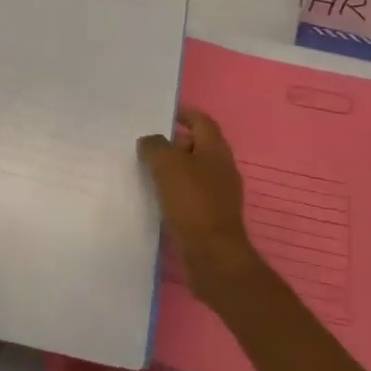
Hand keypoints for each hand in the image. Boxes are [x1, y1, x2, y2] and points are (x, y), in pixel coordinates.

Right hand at [138, 108, 259, 304]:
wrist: (214, 256)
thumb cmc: (192, 202)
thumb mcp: (167, 165)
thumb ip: (155, 146)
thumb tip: (150, 141)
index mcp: (216, 149)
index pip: (201, 120)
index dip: (183, 114)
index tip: (161, 116)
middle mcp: (222, 167)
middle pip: (198, 145)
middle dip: (175, 143)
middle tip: (148, 145)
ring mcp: (220, 193)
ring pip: (195, 171)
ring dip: (174, 169)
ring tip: (148, 172)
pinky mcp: (213, 216)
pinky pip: (193, 195)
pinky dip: (177, 192)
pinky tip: (158, 199)